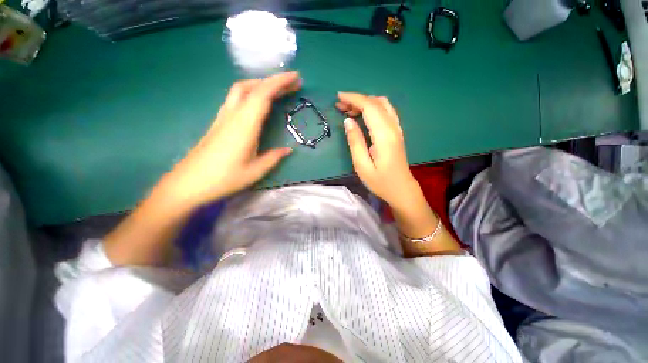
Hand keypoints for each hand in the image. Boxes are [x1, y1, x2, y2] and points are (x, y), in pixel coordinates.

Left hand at [162, 72, 300, 206]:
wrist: (188, 183)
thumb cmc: (224, 179)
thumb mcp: (255, 171)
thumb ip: (273, 158)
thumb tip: (288, 150)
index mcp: (244, 126)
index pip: (263, 95)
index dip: (280, 82)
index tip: (296, 78)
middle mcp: (233, 115)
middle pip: (252, 87)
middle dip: (273, 81)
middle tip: (292, 84)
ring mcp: (223, 117)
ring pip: (241, 90)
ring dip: (260, 85)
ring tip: (277, 91)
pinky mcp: (218, 122)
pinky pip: (236, 99)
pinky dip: (251, 94)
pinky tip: (258, 103)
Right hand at [336, 92, 417, 206]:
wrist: (401, 190)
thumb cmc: (380, 181)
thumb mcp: (362, 165)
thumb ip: (355, 141)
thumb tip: (347, 121)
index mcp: (384, 135)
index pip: (369, 107)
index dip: (353, 99)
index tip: (338, 97)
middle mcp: (393, 127)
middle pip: (376, 103)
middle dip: (357, 100)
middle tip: (340, 105)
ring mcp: (397, 129)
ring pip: (382, 105)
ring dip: (365, 103)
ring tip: (348, 110)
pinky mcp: (396, 133)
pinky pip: (385, 112)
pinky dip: (372, 109)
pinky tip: (362, 116)